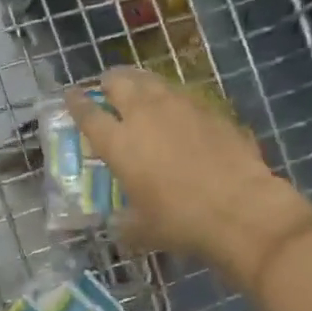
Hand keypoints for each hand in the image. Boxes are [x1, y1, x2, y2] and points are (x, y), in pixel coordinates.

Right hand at [67, 67, 311, 271]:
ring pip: (154, 81)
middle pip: (121, 83)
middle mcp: (145, 115)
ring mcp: (181, 107)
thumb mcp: (141, 229)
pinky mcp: (212, 110)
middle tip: (108, 86)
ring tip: (140, 89)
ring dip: (141, 82)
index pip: (88, 114)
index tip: (71, 95)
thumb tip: (118, 224)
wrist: (240, 209)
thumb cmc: (180, 221)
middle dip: (110, 81)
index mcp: (119, 143)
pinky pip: (185, 96)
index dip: (77, 103)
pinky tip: (179, 111)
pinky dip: (174, 99)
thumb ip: (124, 221)